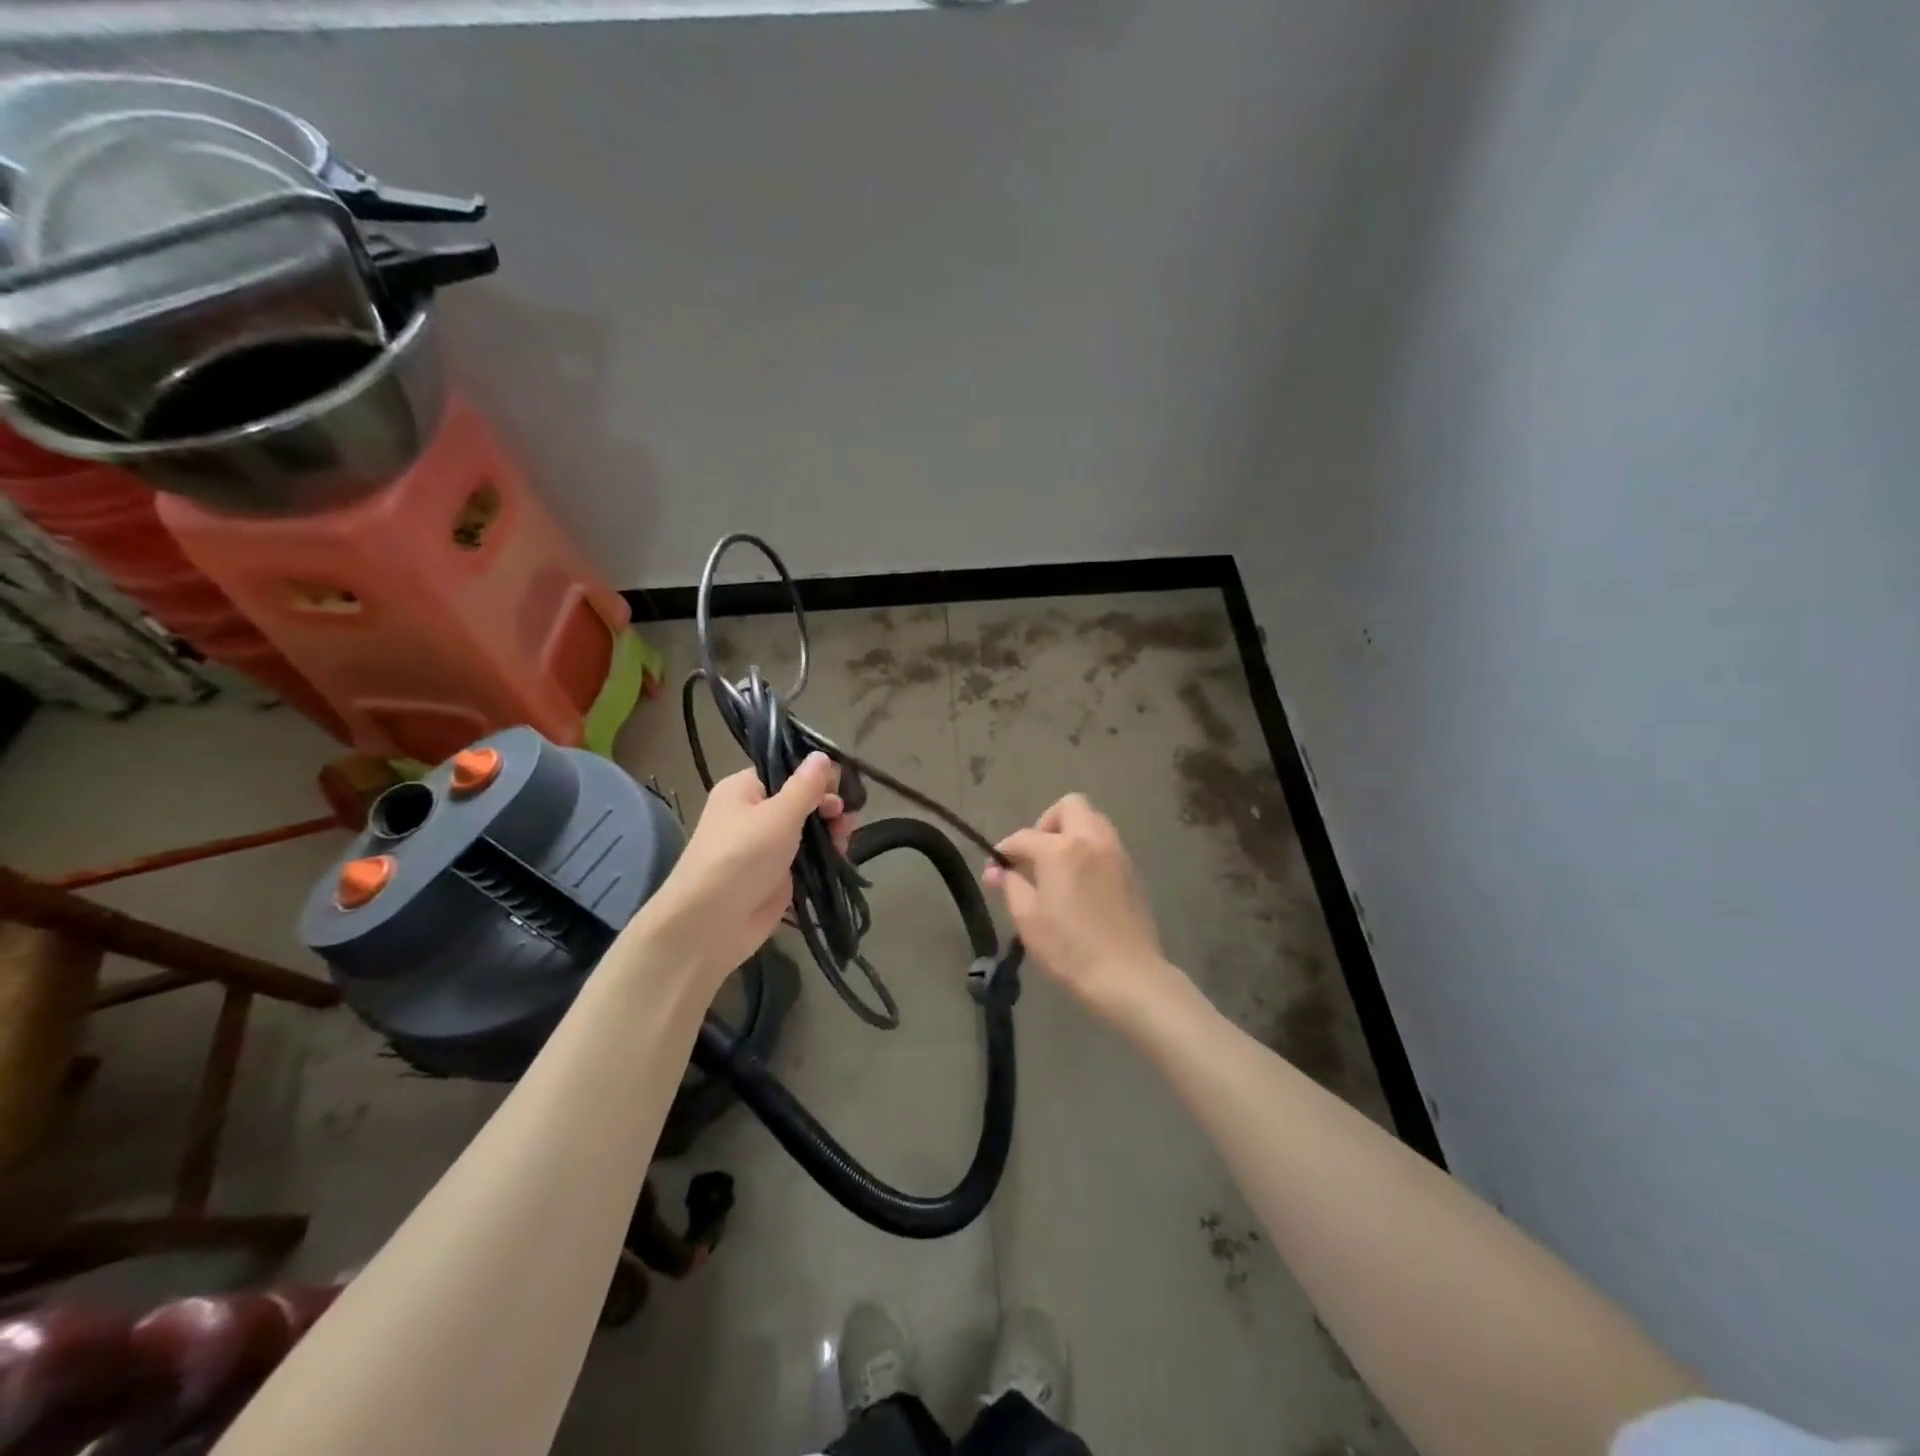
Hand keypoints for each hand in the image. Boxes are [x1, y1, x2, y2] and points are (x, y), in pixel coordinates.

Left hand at [641, 754, 853, 987]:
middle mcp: (753, 814)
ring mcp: (766, 847)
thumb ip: (806, 786)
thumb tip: (822, 756)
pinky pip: (807, 858)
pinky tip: (842, 857)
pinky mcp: (777, 876)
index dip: (816, 775)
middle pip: (800, 800)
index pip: (786, 770)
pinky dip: (825, 856)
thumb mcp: (778, 815)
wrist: (710, 925)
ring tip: (846, 840)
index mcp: (744, 789)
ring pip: (807, 830)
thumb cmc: (741, 857)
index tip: (841, 787)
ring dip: (830, 832)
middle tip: (845, 818)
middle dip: (827, 805)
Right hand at [985, 793, 1190, 1032]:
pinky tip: (1082, 883)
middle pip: (1070, 806)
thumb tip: (997, 870)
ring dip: (1072, 832)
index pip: (1024, 837)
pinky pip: (1107, 844)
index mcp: (1061, 849)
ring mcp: (1116, 853)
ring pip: (1094, 821)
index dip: (1006, 850)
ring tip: (1059, 867)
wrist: (1127, 975)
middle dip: (1047, 822)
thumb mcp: (1028, 919)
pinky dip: (1090, 850)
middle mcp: (1091, 840)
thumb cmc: (1069, 948)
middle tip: (1036, 854)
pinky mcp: (1132, 871)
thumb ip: (1011, 886)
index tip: (997, 868)